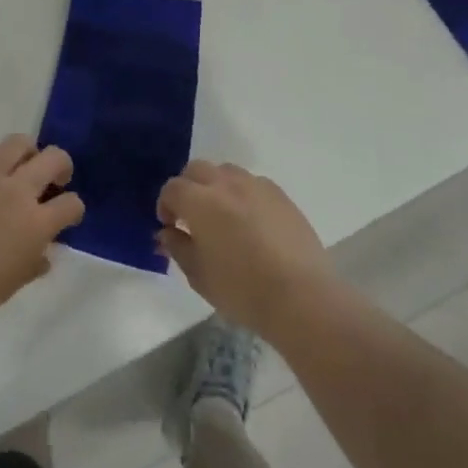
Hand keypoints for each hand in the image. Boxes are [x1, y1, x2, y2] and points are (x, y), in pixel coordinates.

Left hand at [0, 136, 83, 331]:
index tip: (67, 216)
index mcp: (35, 224)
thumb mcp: (11, 286)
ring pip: (18, 143)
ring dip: (28, 150)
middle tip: (55, 178)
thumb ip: (33, 265)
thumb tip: (43, 254)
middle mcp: (16, 192)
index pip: (71, 204)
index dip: (74, 209)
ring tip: (23, 164)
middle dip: (62, 165)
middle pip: (53, 159)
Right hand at [157, 161, 335, 338]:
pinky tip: (250, 222)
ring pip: (226, 171)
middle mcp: (226, 184)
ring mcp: (256, 186)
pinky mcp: (281, 195)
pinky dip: (243, 194)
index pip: (172, 188)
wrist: (302, 297)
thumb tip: (167, 232)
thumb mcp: (199, 276)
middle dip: (188, 188)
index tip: (170, 226)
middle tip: (191, 217)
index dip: (165, 205)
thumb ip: (178, 248)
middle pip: (197, 170)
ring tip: (222, 216)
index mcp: (200, 202)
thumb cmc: (243, 290)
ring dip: (216, 186)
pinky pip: (253, 183)